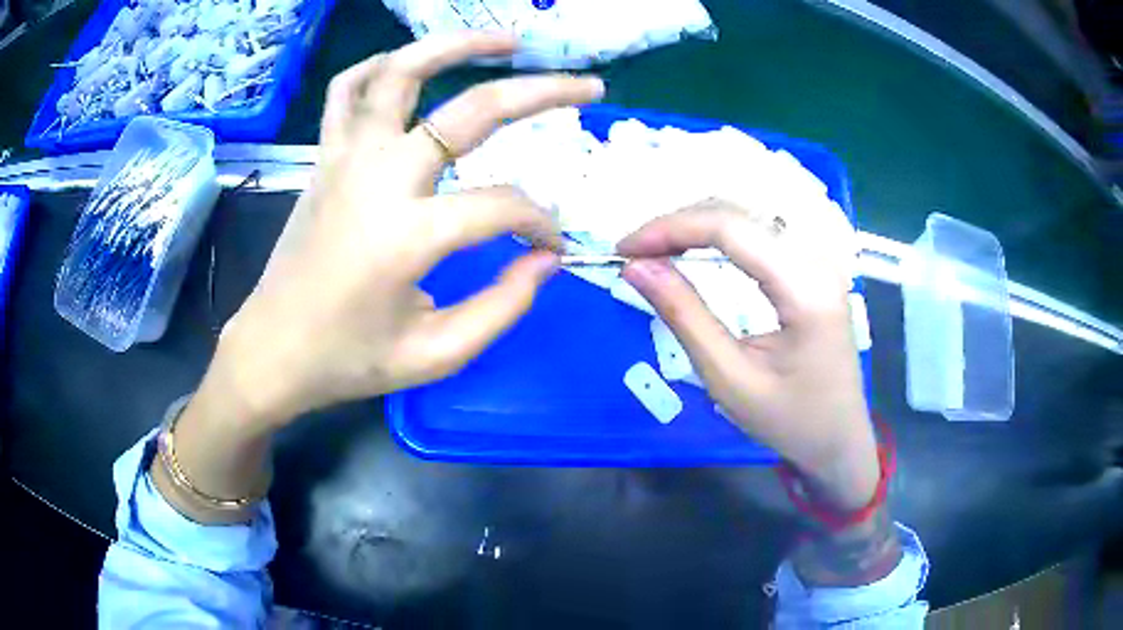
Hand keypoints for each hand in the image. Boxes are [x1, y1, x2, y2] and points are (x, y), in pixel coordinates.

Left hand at [216, 33, 605, 427]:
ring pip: (401, 72)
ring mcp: (345, 158)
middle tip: (587, 86)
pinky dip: (378, 66)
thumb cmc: (349, 360)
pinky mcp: (324, 157)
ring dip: (457, 46)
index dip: (540, 223)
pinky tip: (407, 63)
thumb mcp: (436, 355)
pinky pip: (346, 91)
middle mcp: (378, 178)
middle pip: (471, 110)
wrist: (272, 350)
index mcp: (408, 235)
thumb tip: (547, 258)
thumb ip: (504, 306)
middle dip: (541, 92)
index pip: (503, 206)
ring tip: (506, 40)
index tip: (549, 246)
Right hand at [618, 199, 877, 508]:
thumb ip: (684, 316)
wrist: (839, 440)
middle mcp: (819, 258)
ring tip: (658, 249)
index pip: (731, 227)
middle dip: (679, 223)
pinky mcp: (816, 265)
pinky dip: (721, 232)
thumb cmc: (789, 421)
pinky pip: (762, 230)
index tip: (624, 250)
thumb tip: (635, 267)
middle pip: (740, 212)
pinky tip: (697, 247)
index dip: (670, 228)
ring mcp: (822, 258)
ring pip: (749, 214)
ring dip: (698, 223)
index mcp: (805, 288)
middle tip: (636, 252)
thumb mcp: (729, 378)